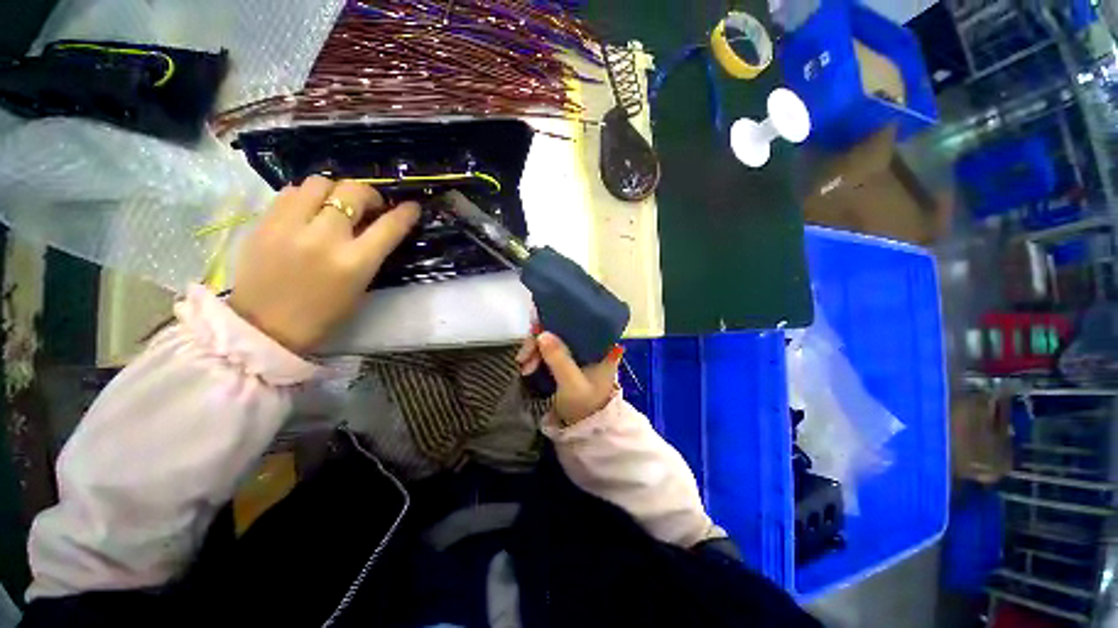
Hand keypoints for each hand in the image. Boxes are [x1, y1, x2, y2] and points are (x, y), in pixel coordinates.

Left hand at [229, 177, 419, 352]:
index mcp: (354, 263)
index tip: (411, 206)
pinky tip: (309, 209)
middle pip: (353, 192)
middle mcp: (324, 238)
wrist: (265, 328)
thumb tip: (377, 228)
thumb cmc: (324, 315)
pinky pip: (290, 192)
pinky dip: (306, 195)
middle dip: (370, 194)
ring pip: (319, 183)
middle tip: (370, 205)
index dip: (405, 213)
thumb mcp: (360, 287)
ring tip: (336, 204)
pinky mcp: (264, 223)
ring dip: (335, 190)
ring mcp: (290, 227)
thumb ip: (371, 255)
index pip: (389, 226)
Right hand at [517, 331, 623, 425]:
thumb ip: (559, 359)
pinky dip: (536, 356)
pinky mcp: (566, 361)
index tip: (536, 329)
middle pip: (560, 331)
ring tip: (523, 366)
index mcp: (599, 346)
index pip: (578, 323)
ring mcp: (576, 353)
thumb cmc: (585, 406)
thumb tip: (542, 333)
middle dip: (539, 341)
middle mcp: (588, 345)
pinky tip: (527, 367)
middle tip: (524, 357)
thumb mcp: (573, 384)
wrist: (585, 429)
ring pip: (551, 340)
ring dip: (535, 350)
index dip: (557, 321)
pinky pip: (548, 351)